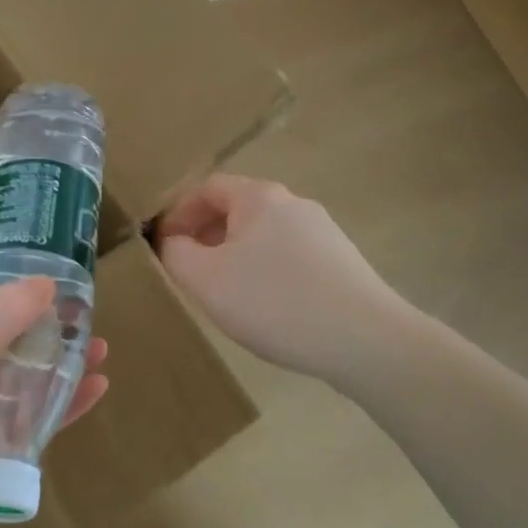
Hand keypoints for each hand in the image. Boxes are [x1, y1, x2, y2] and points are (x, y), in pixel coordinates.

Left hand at [0, 258, 107, 527]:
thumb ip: (1, 313)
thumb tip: (46, 281)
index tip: (38, 245)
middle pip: (4, 331)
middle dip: (43, 317)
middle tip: (86, 303)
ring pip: (24, 377)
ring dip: (59, 362)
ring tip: (99, 347)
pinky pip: (32, 423)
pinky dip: (63, 406)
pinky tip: (96, 389)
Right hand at [157, 175, 406, 382]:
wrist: (364, 339)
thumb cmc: (274, 302)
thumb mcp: (206, 280)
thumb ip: (176, 254)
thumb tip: (174, 242)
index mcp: (259, 197)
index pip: (207, 188)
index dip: (178, 213)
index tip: (163, 246)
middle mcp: (294, 203)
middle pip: (238, 209)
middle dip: (206, 235)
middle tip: (189, 271)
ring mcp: (324, 231)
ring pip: (265, 235)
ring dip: (236, 255)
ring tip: (225, 292)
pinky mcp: (342, 261)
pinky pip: (290, 257)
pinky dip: (267, 271)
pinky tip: (267, 306)